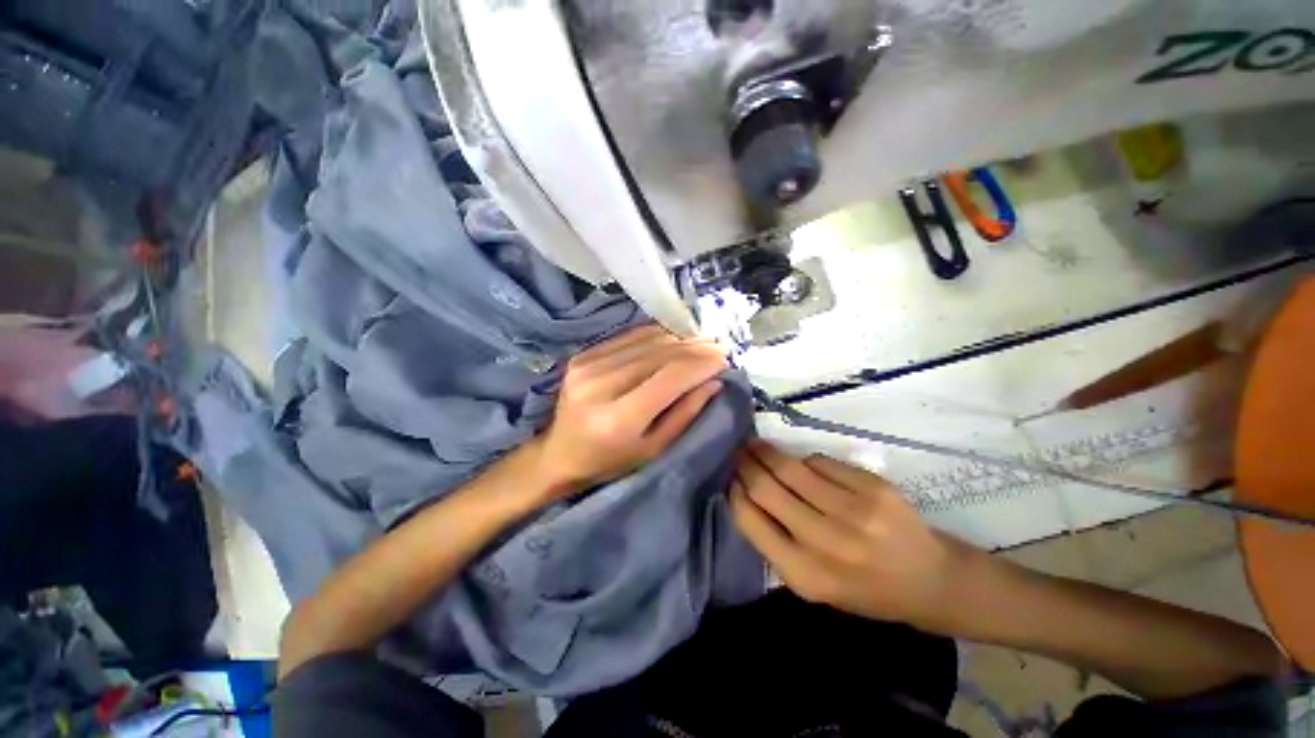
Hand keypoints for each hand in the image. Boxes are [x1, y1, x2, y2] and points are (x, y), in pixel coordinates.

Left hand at [533, 324, 726, 494]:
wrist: (560, 454)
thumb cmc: (611, 461)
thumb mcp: (654, 449)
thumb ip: (685, 414)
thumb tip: (713, 381)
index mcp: (619, 418)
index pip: (670, 377)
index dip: (701, 364)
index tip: (724, 359)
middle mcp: (600, 385)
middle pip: (659, 354)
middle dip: (695, 348)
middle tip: (718, 347)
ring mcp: (587, 365)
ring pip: (646, 341)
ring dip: (678, 339)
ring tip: (700, 343)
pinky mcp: (582, 355)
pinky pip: (628, 337)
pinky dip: (655, 335)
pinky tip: (673, 339)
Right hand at [730, 440, 975, 629]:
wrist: (929, 581)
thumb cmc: (862, 588)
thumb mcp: (811, 583)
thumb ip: (775, 542)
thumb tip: (745, 491)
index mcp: (804, 574)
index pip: (749, 519)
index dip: (735, 492)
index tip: (732, 478)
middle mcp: (826, 543)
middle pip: (766, 487)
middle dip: (746, 464)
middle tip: (739, 453)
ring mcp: (853, 512)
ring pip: (791, 467)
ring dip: (768, 452)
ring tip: (759, 446)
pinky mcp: (873, 488)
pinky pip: (820, 461)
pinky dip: (805, 460)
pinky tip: (803, 464)